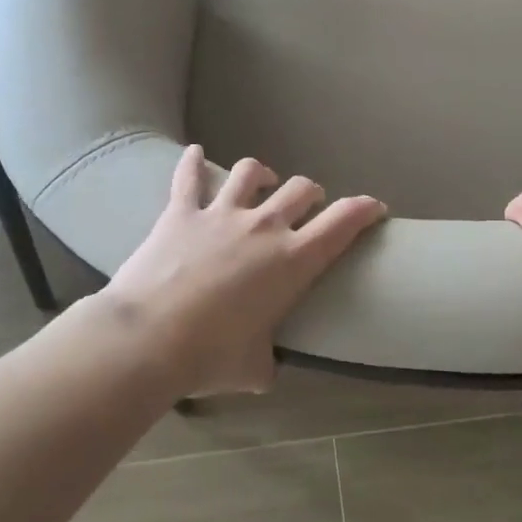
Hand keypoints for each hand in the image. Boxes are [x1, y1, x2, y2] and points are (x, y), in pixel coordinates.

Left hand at [100, 146, 387, 397]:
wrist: (148, 338)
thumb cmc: (209, 356)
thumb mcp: (254, 369)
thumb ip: (268, 361)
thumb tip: (265, 367)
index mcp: (293, 261)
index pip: (343, 223)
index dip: (364, 209)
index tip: (374, 207)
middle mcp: (264, 227)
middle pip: (300, 189)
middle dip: (311, 194)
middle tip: (308, 206)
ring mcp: (222, 213)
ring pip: (250, 171)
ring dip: (262, 172)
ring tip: (261, 180)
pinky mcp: (182, 211)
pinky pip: (189, 176)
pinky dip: (192, 162)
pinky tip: (193, 152)